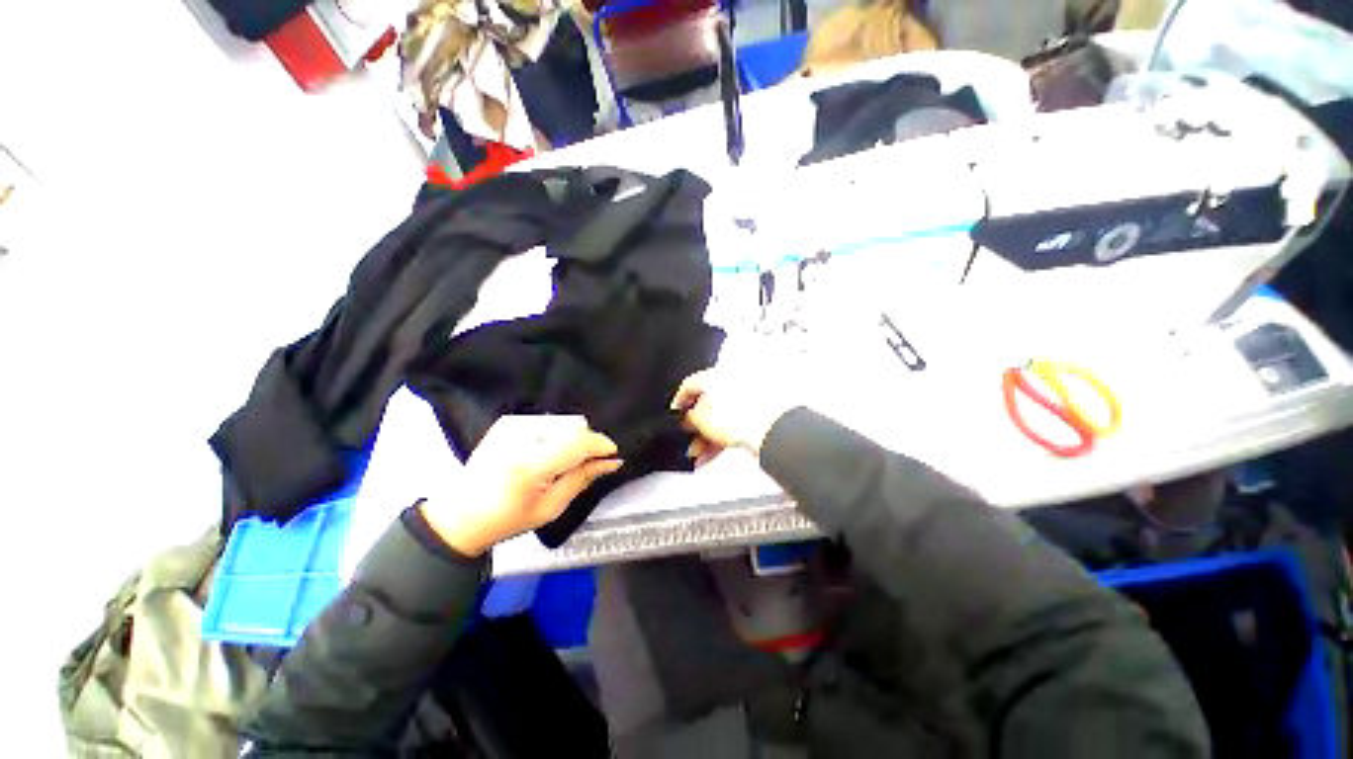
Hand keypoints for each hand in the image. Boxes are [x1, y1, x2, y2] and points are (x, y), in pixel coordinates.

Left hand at [421, 416, 621, 555]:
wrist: (459, 514)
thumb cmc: (506, 519)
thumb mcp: (550, 508)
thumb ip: (583, 478)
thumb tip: (612, 462)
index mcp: (529, 465)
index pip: (578, 441)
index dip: (600, 445)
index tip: (612, 455)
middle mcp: (520, 436)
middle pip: (574, 425)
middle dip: (586, 443)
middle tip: (584, 464)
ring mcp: (512, 424)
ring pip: (564, 421)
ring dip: (572, 439)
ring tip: (560, 461)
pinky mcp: (508, 421)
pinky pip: (549, 421)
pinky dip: (556, 435)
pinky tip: (545, 453)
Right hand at [671, 368, 796, 463]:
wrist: (770, 428)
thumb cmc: (739, 417)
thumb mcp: (700, 420)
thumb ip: (688, 418)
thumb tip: (687, 419)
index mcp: (714, 375)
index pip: (690, 385)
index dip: (679, 402)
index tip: (675, 414)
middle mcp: (730, 380)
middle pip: (707, 403)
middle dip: (696, 426)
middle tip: (689, 439)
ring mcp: (746, 394)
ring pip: (721, 416)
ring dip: (708, 436)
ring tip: (701, 454)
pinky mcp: (758, 410)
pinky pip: (734, 422)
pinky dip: (723, 437)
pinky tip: (715, 453)